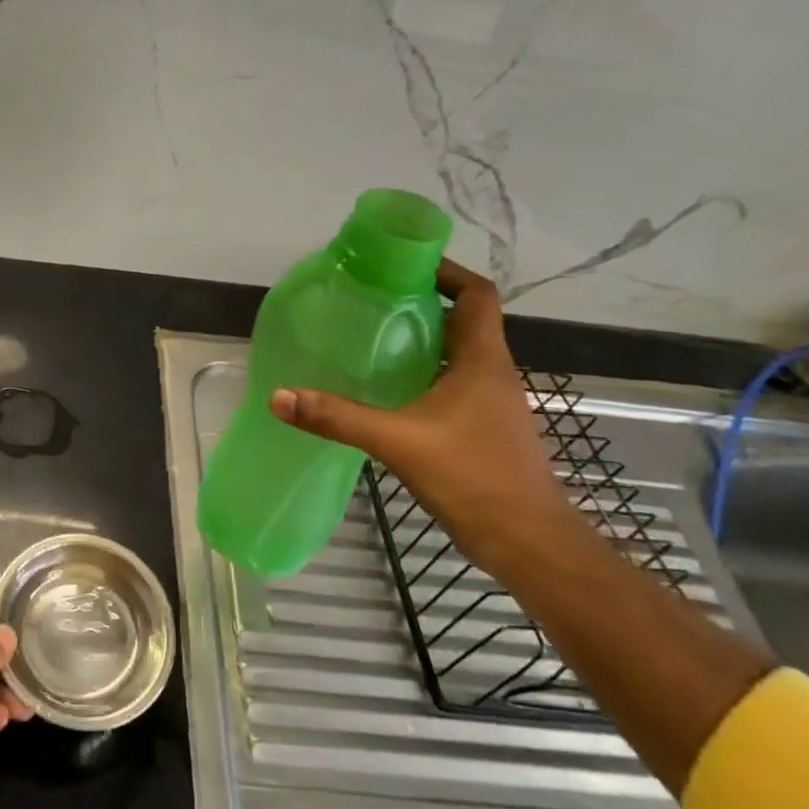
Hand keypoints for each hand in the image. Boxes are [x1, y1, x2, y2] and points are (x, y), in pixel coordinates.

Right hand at [269, 259, 572, 569]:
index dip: (445, 272)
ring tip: (369, 337)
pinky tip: (384, 390)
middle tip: (370, 299)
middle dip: (420, 303)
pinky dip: (421, 374)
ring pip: (456, 353)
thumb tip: (280, 396)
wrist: (529, 544)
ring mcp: (490, 402)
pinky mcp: (481, 428)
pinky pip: (451, 383)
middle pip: (462, 319)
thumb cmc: (475, 478)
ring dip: (420, 340)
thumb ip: (337, 417)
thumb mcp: (398, 442)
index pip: (475, 295)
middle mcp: (492, 373)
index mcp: (482, 360)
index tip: (402, 265)